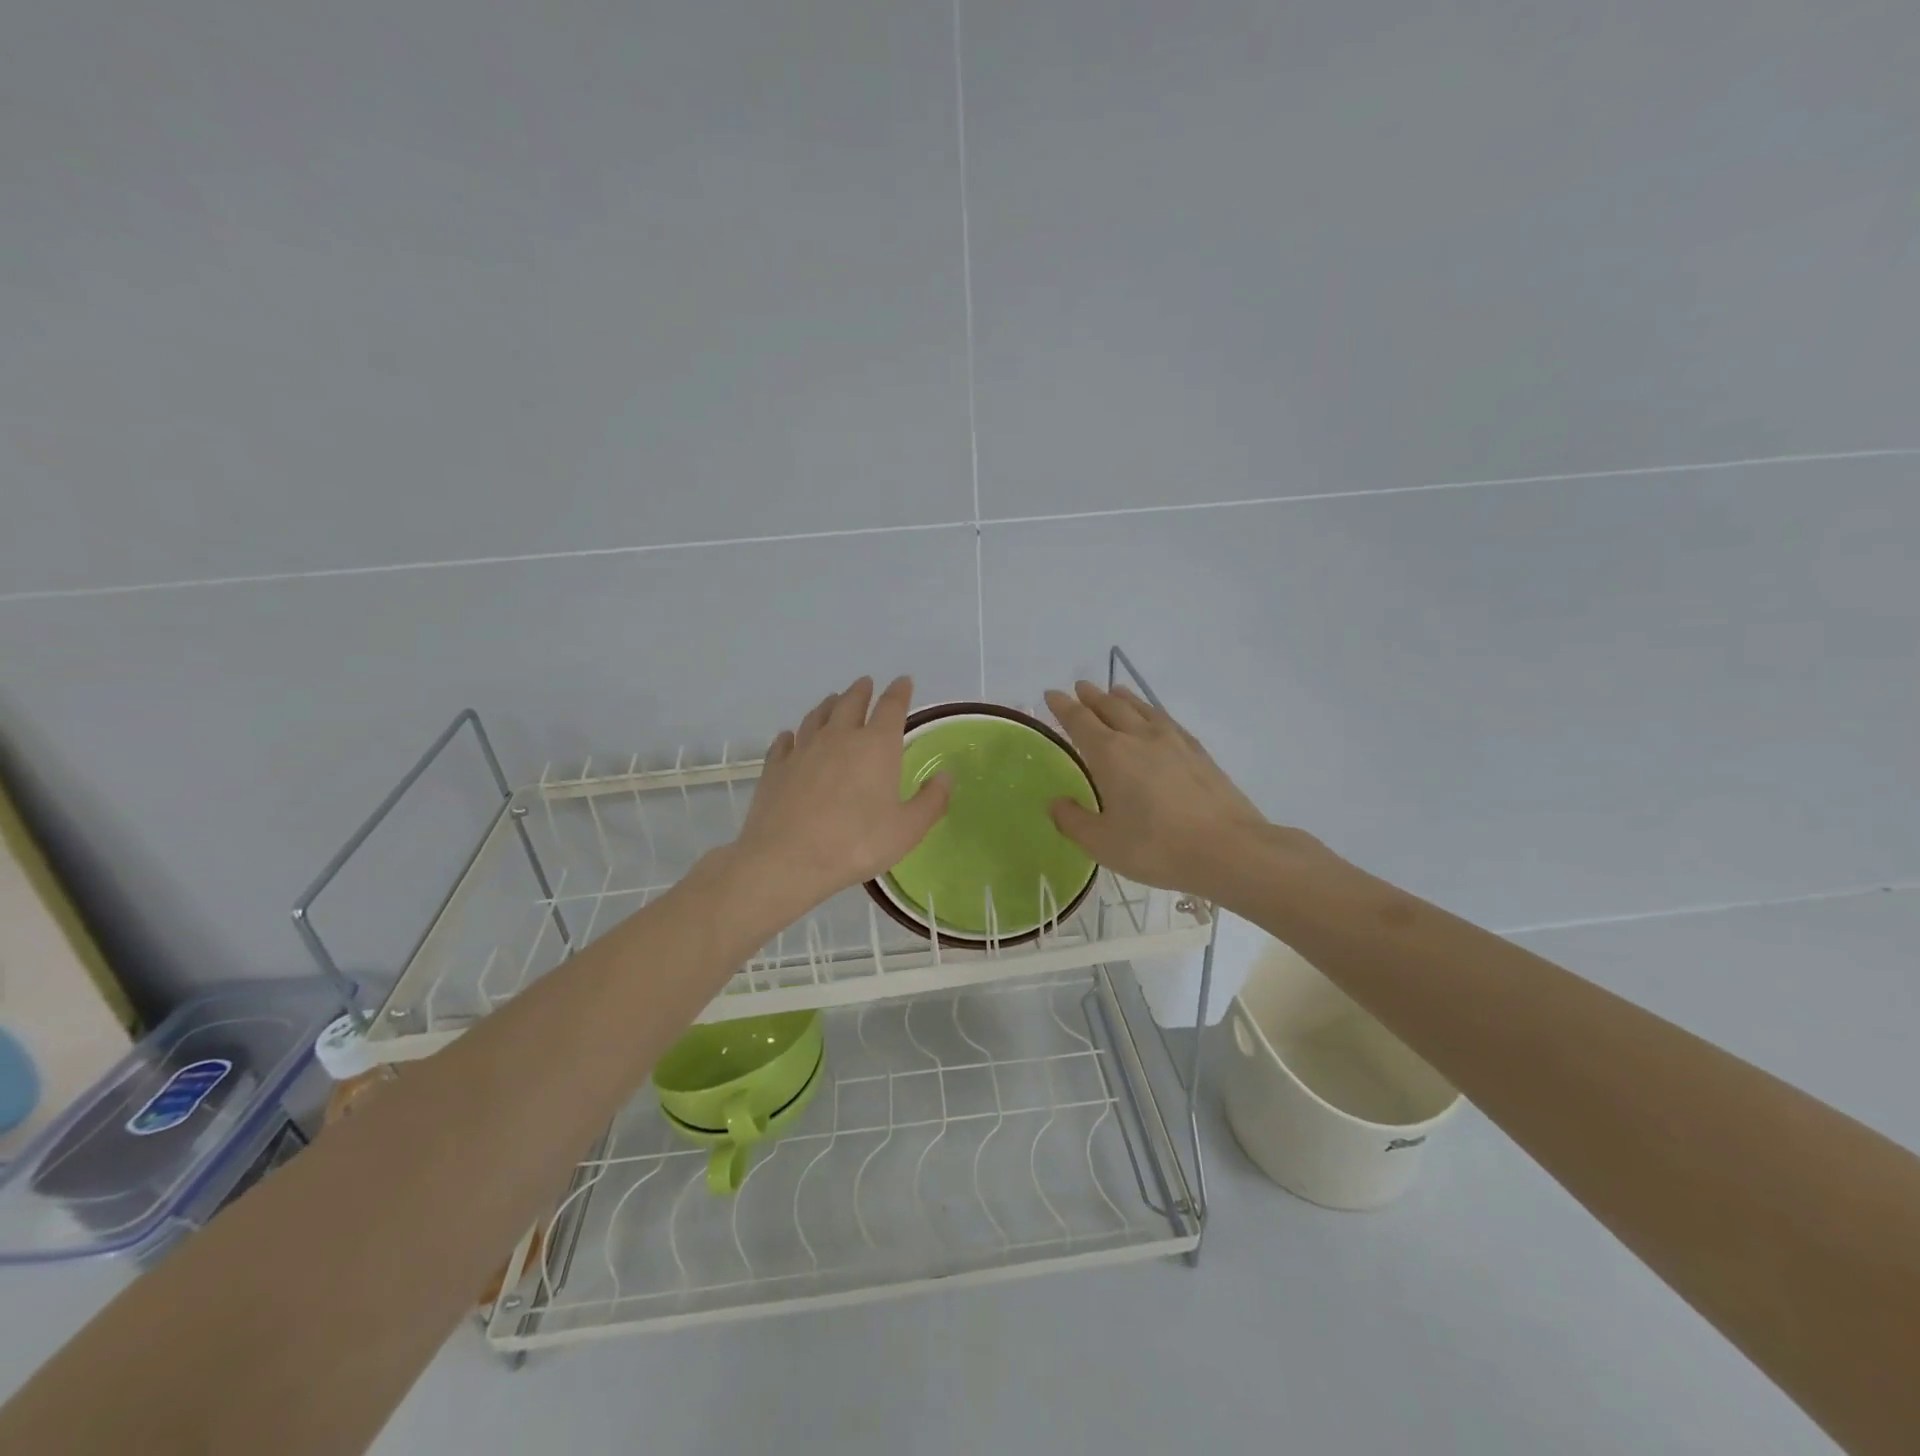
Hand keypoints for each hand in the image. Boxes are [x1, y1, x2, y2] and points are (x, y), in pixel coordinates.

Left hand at [730, 675, 949, 922]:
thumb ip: (931, 800)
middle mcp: (839, 737)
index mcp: (876, 745)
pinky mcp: (776, 767)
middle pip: (851, 702)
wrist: (787, 859)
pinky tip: (790, 737)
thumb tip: (946, 775)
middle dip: (862, 691)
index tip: (904, 681)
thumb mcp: (908, 829)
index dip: (900, 692)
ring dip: (828, 705)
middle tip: (866, 683)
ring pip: (817, 717)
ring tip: (832, 700)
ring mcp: (803, 750)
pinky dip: (791, 736)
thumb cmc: (857, 842)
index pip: (892, 707)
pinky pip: (785, 742)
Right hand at [1044, 681, 1316, 901]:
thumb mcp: (1103, 843)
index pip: (1080, 721)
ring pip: (1142, 709)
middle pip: (1111, 707)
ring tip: (1115, 690)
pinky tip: (1156, 718)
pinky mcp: (1198, 752)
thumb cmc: (1157, 847)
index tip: (1051, 694)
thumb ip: (1074, 821)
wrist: (1229, 849)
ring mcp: (1173, 741)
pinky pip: (1167, 720)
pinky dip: (1153, 711)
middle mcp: (1140, 738)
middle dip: (1092, 697)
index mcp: (1110, 754)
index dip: (1063, 707)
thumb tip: (1055, 803)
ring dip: (1124, 698)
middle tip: (1080, 687)